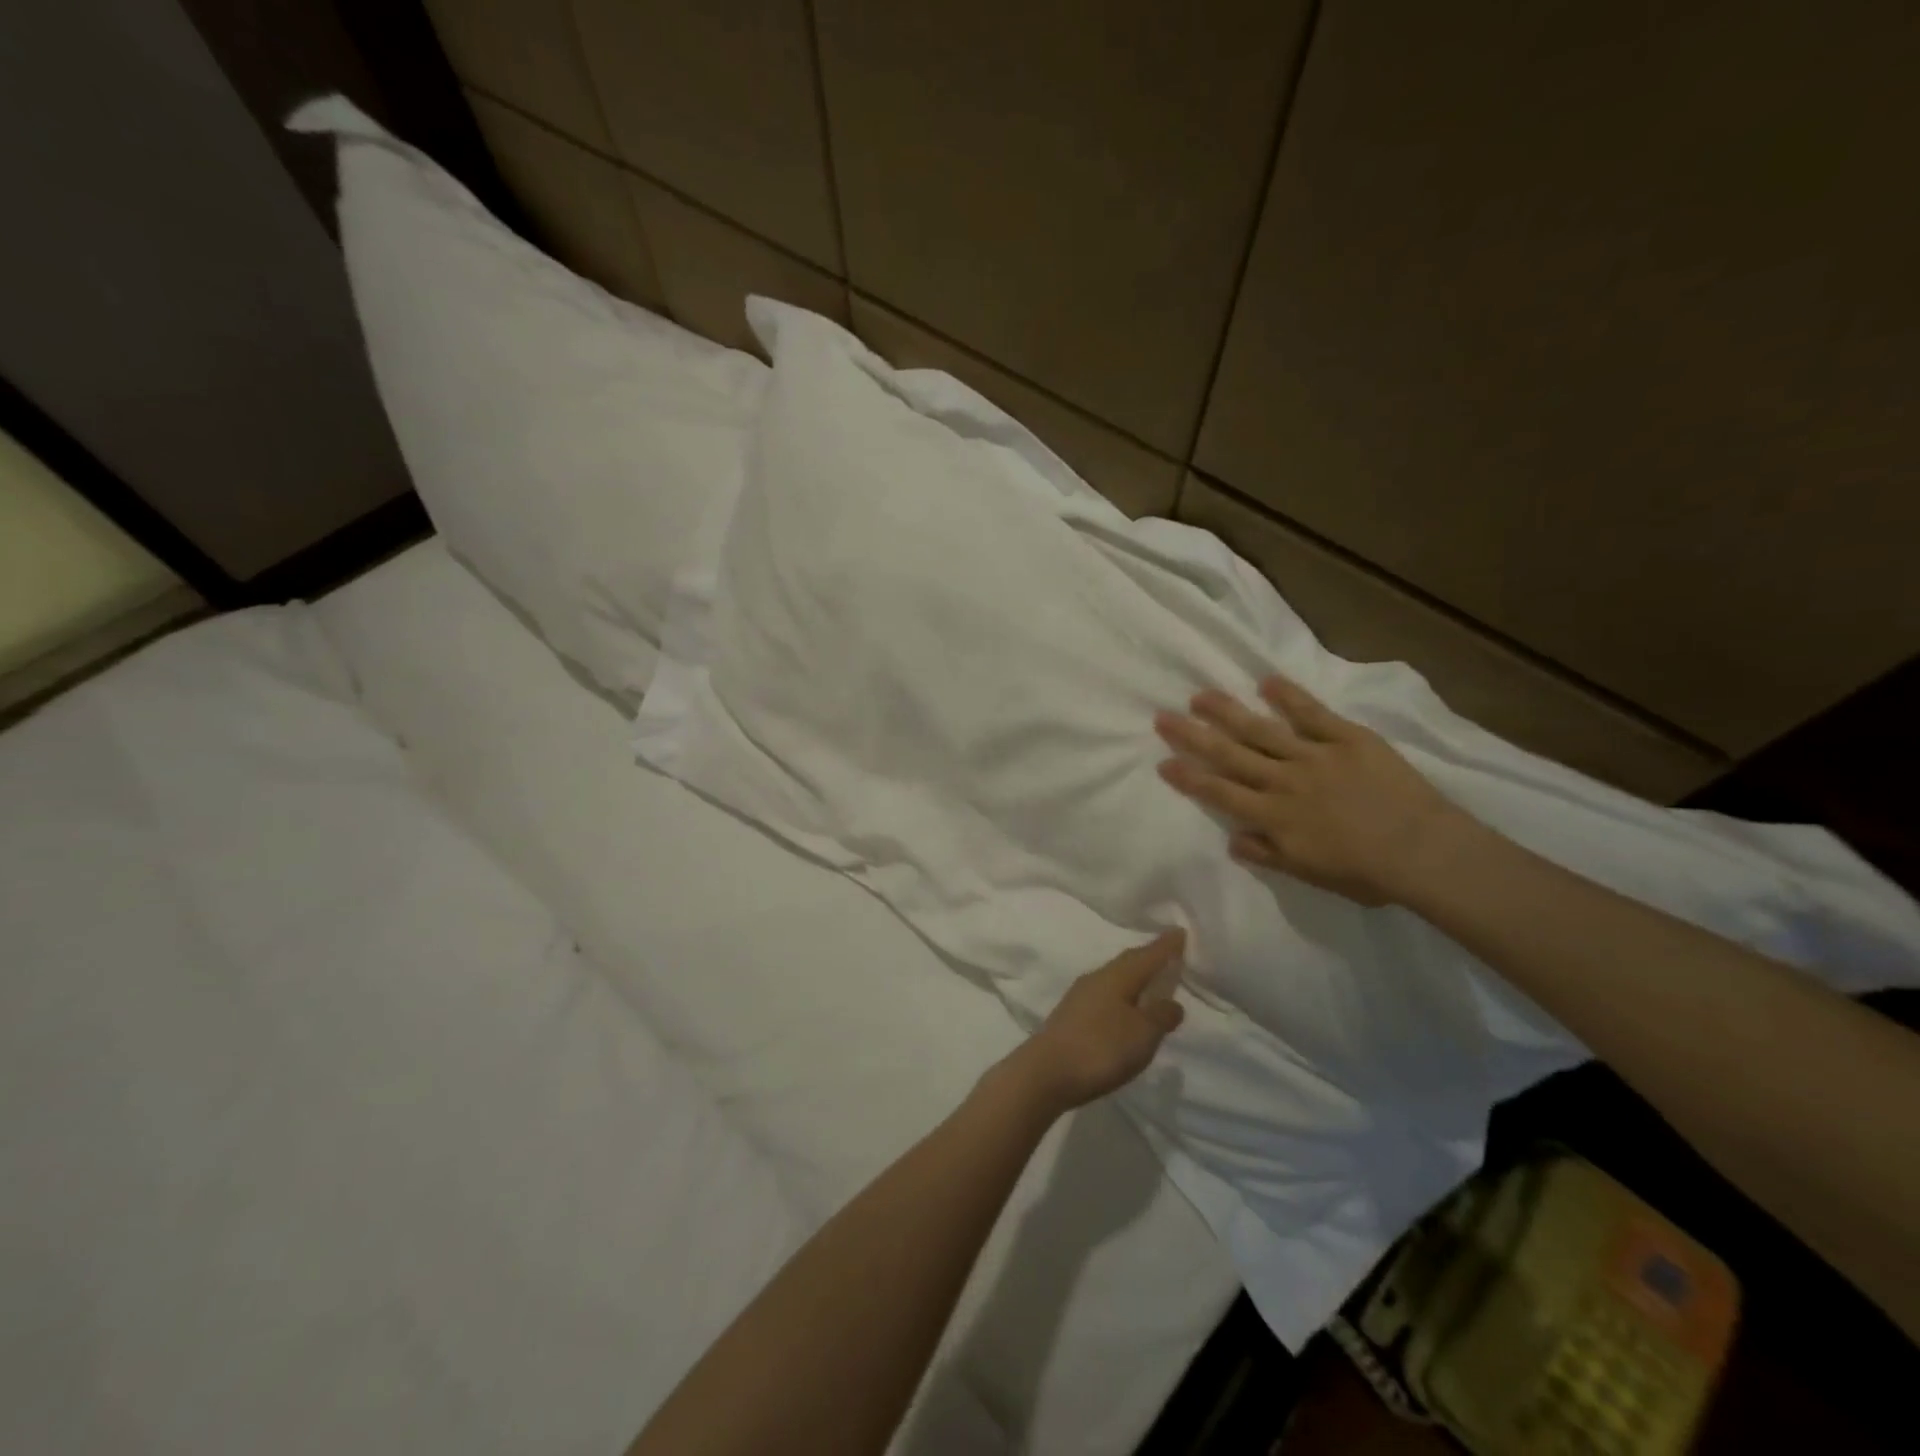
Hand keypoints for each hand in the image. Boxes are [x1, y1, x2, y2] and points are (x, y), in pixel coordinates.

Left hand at [1003, 931, 1186, 1113]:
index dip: (1166, 945)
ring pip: (1114, 978)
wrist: (1046, 1073)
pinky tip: (1125, 1008)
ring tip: (1151, 982)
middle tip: (1169, 953)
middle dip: (1149, 957)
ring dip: (1134, 978)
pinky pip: (1104, 995)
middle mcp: (1097, 978)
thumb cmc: (1100, 1049)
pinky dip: (1121, 996)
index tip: (1181, 931)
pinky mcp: (1071, 1015)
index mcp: (1117, 976)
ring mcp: (1080, 996)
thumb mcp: (1142, 1034)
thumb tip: (1172, 1002)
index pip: (1147, 955)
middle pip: (1128, 962)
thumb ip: (1161, 1015)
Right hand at [1154, 674, 1474, 907]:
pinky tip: (1267, 681)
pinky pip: (1313, 714)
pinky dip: (1290, 697)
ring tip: (1200, 696)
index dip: (1189, 777)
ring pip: (1262, 730)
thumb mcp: (1310, 875)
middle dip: (1193, 736)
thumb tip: (1231, 839)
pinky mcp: (1348, 739)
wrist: (1425, 852)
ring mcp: (1315, 756)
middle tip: (1163, 717)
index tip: (1163, 762)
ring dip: (1228, 712)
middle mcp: (1284, 781)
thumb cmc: (1367, 873)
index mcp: (1274, 816)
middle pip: (1230, 754)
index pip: (1220, 792)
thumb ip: (1268, 854)